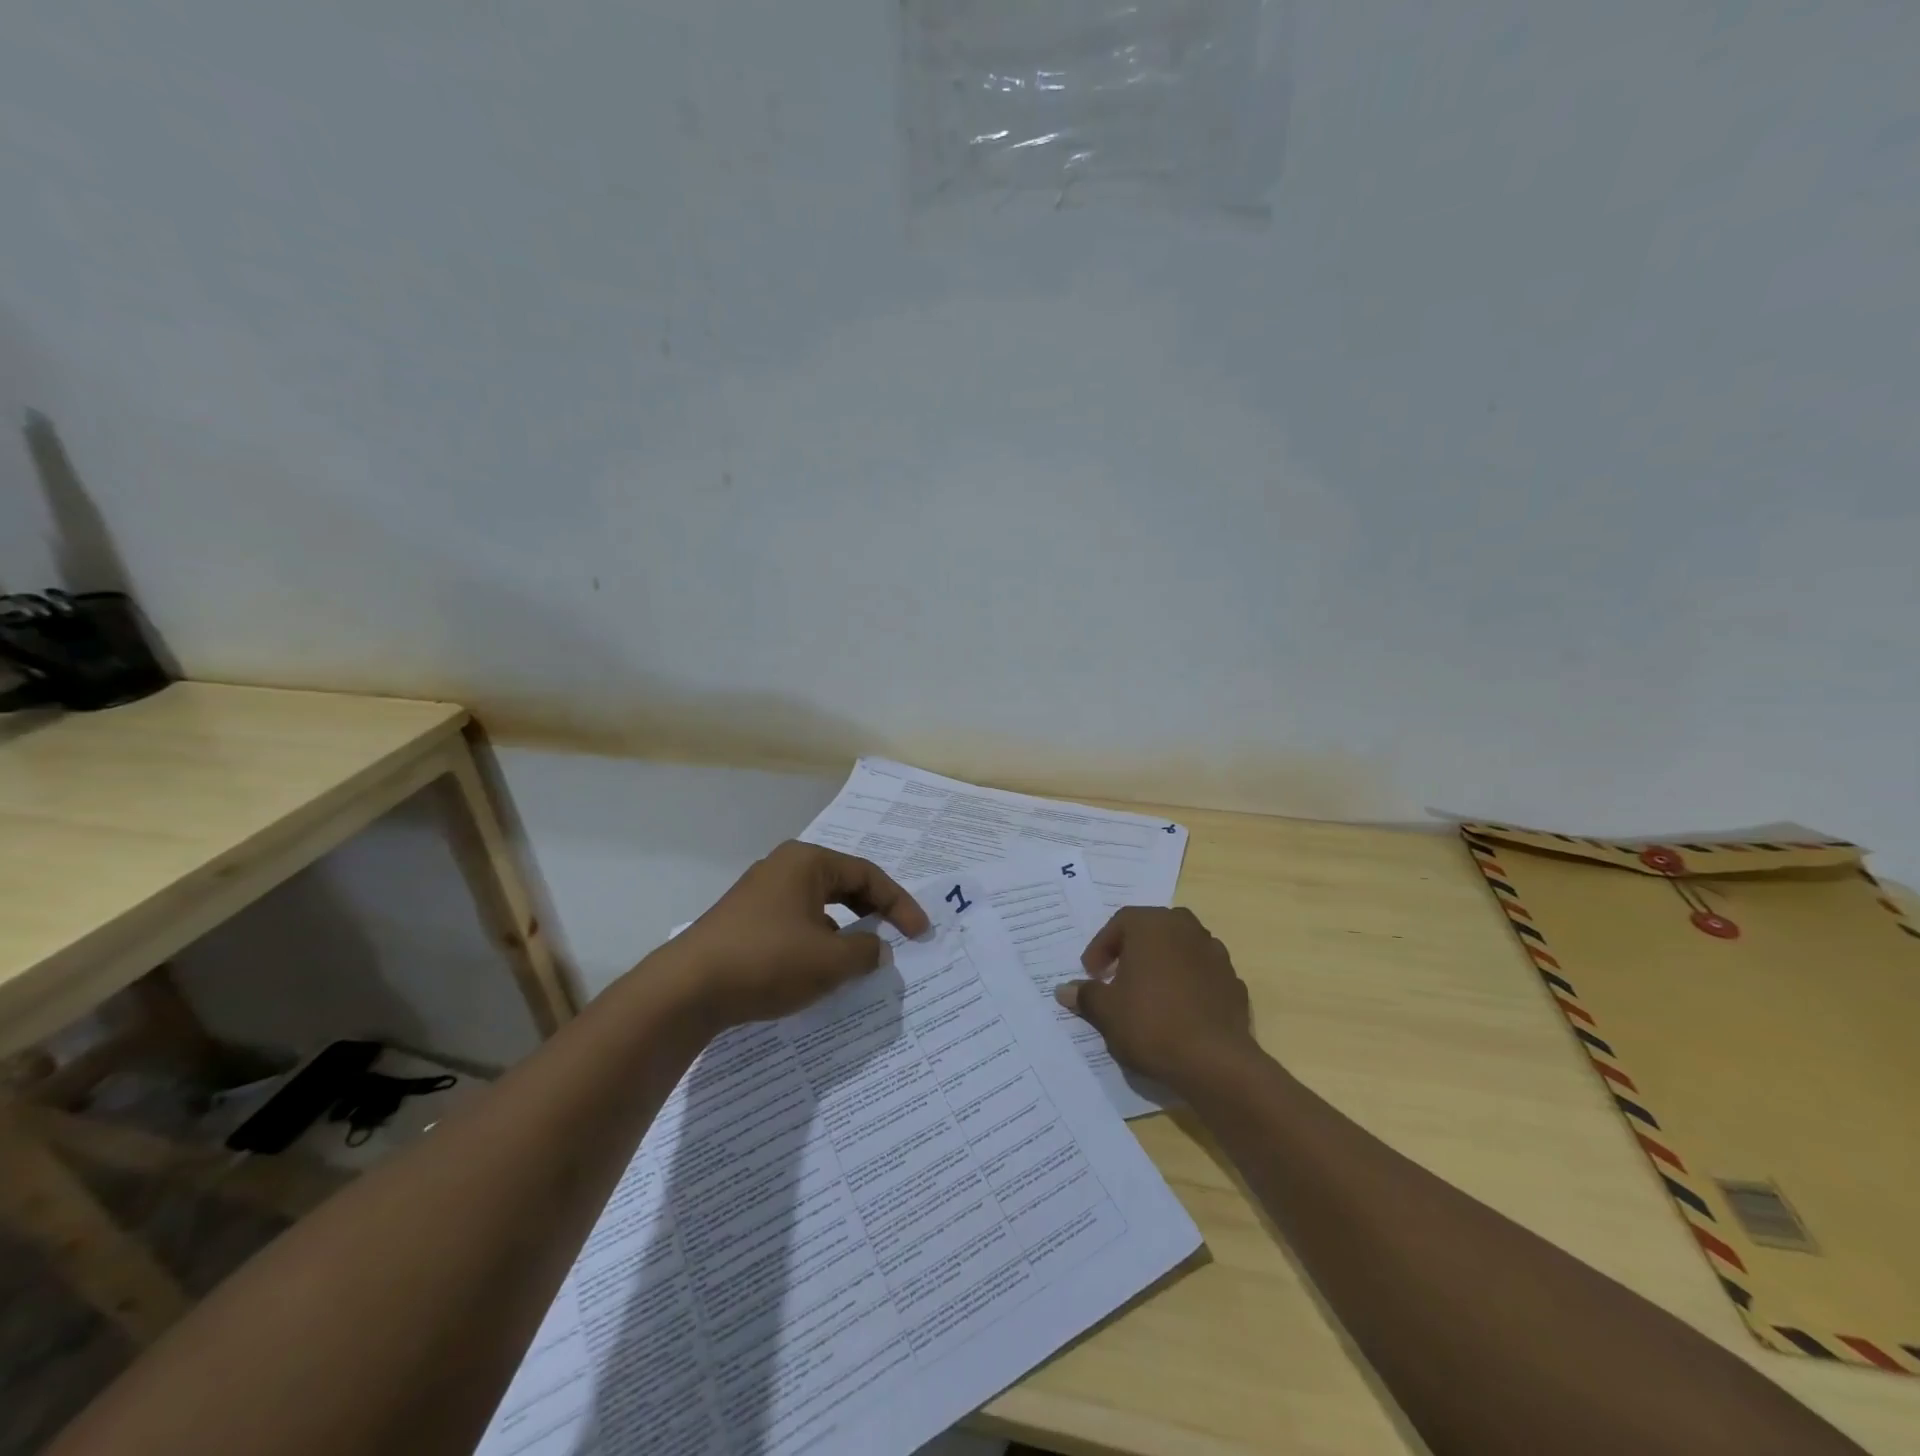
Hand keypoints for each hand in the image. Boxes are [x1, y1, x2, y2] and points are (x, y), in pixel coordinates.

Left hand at [665, 842, 928, 1029]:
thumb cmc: (767, 961)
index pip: (868, 875)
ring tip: (861, 959)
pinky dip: (817, 941)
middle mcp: (784, 868)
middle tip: (896, 937)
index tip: (920, 933)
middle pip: (843, 885)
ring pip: (818, 906)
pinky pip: (795, 922)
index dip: (900, 904)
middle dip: (873, 912)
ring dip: (844, 931)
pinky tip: (819, 970)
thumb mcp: (829, 961)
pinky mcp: (744, 920)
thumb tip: (878, 949)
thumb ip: (866, 953)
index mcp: (807, 862)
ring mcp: (760, 893)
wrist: (686, 990)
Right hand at [1055, 906, 1255, 1090]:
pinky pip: (1202, 974)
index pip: (1120, 923)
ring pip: (1181, 949)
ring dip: (1163, 964)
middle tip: (1118, 976)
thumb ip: (1085, 994)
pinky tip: (1178, 1011)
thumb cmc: (1150, 1023)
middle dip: (1133, 950)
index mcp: (1152, 925)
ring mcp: (1215, 954)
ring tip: (1149, 995)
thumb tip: (1063, 990)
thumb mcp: (1106, 1011)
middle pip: (1153, 930)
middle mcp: (1186, 929)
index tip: (1092, 973)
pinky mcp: (1233, 982)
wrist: (1214, 1061)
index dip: (1101, 947)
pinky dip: (1188, 984)